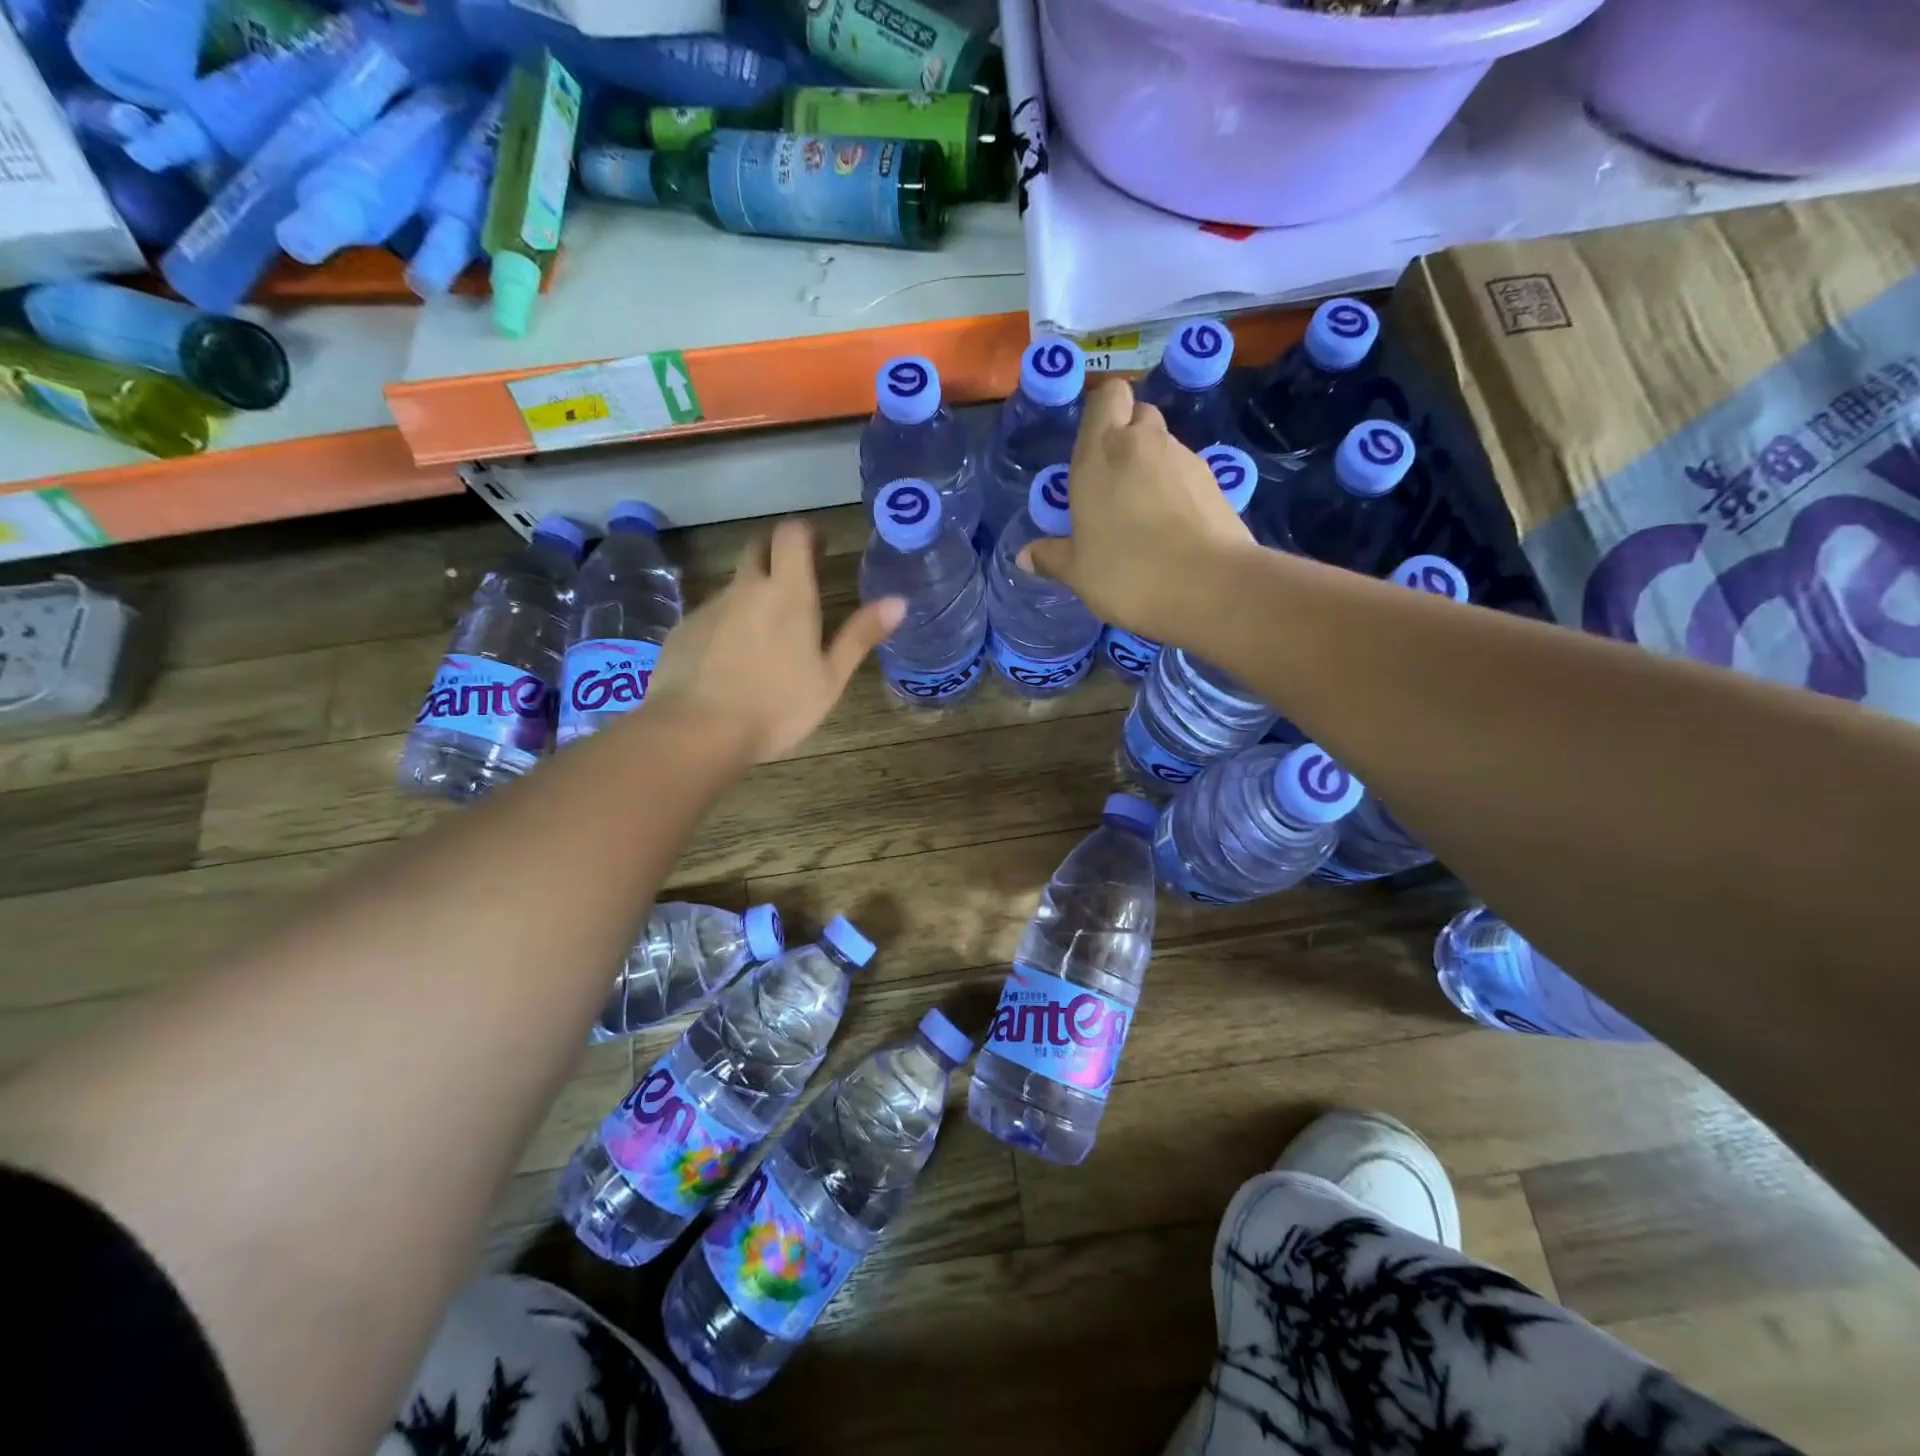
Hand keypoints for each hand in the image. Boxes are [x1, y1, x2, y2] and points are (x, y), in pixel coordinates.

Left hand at [646, 520, 904, 761]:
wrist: (698, 731)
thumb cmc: (777, 706)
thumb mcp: (830, 678)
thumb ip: (860, 636)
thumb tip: (898, 601)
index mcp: (787, 593)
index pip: (791, 534)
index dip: (805, 533)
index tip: (818, 548)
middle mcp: (745, 588)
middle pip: (757, 548)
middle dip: (776, 553)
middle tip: (796, 582)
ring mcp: (709, 607)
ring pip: (734, 587)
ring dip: (752, 597)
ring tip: (765, 640)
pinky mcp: (682, 630)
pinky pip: (711, 617)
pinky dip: (725, 627)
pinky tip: (730, 664)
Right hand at [1022, 378, 1254, 640]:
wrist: (1211, 589)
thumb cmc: (1129, 574)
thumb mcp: (1078, 573)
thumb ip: (1051, 557)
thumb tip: (1025, 556)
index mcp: (1101, 454)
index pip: (1107, 396)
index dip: (1102, 411)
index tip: (1092, 446)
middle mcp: (1143, 444)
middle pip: (1138, 414)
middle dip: (1127, 436)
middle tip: (1113, 482)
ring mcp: (1184, 460)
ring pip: (1164, 446)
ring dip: (1152, 467)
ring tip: (1143, 514)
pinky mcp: (1215, 483)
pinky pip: (1187, 473)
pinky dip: (1177, 490)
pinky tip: (1171, 528)